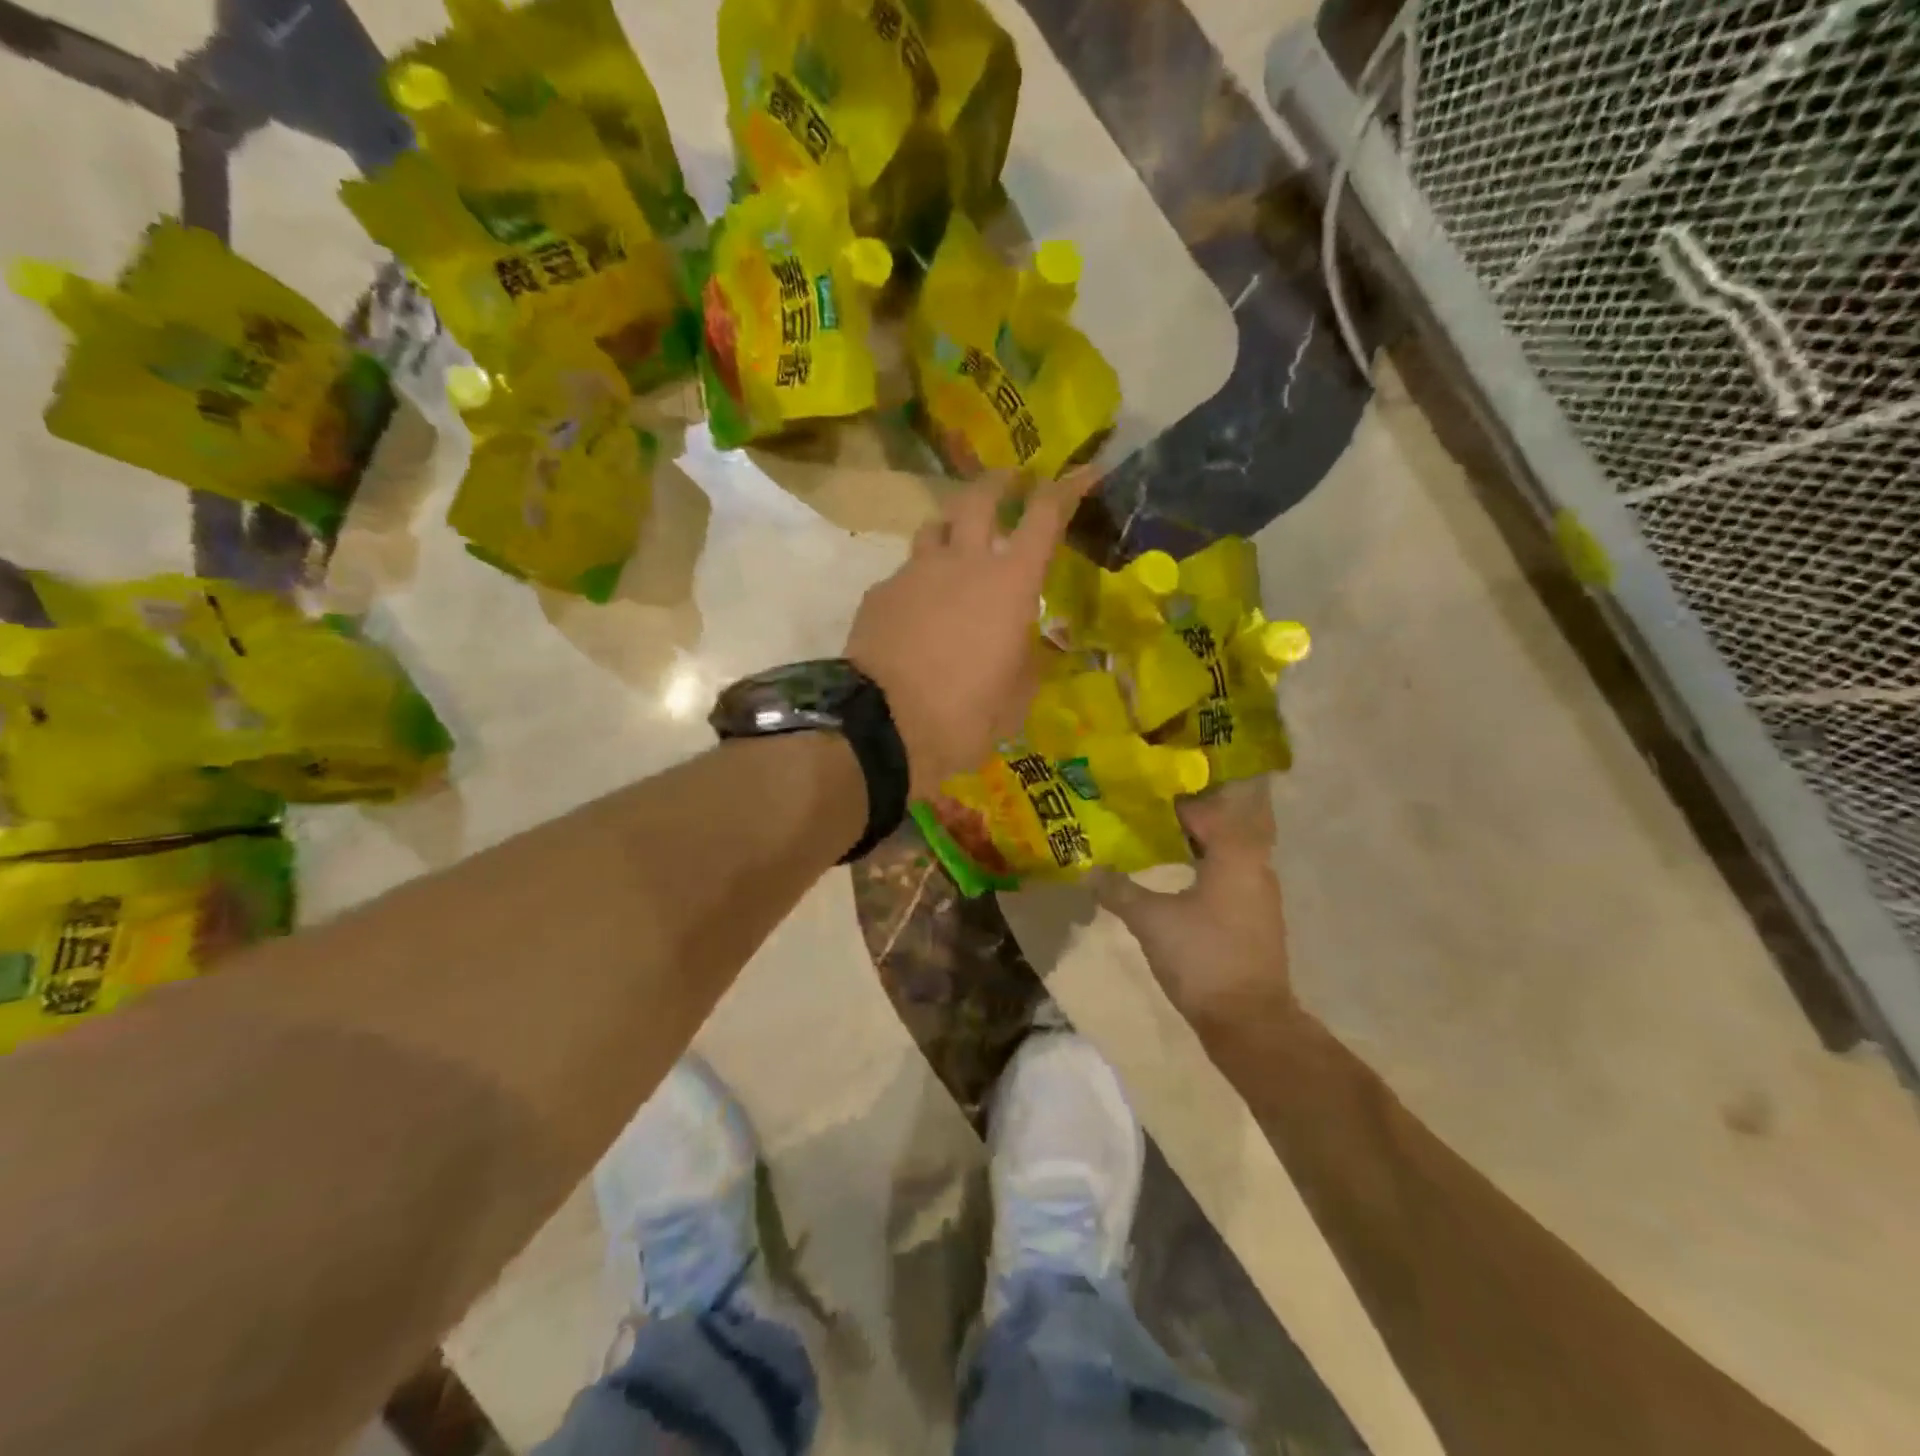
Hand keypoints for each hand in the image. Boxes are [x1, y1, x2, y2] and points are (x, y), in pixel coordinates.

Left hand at [847, 471, 1094, 798]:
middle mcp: (962, 562)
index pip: (1045, 516)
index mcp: (1009, 583)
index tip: (1083, 472)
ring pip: (934, 527)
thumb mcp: (1015, 700)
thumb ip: (1028, 665)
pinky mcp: (879, 593)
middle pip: (978, 497)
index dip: (1066, 488)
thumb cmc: (965, 715)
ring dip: (952, 526)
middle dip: (999, 482)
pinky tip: (917, 609)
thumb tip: (1031, 650)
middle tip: (1010, 483)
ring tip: (958, 542)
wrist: (881, 727)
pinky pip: (905, 573)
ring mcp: (914, 573)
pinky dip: (919, 580)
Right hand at [1094, 781, 1294, 1038]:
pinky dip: (1204, 873)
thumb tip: (1088, 871)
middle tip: (1145, 817)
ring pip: (1226, 858)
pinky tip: (1177, 884)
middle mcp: (1255, 868)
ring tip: (1156, 845)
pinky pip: (1229, 881)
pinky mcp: (1256, 923)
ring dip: (1195, 849)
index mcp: (1235, 855)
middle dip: (1184, 823)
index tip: (1143, 796)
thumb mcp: (1151, 920)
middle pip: (1219, 831)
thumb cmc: (1202, 957)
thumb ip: (1119, 890)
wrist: (1249, 1022)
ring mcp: (1260, 897)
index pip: (1205, 811)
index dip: (1175, 802)